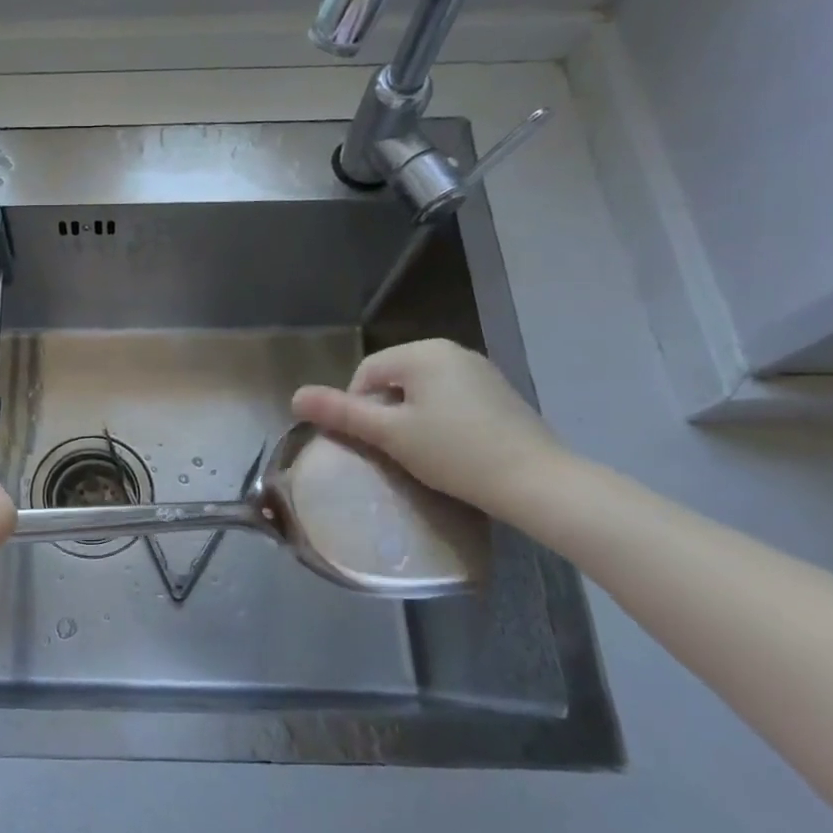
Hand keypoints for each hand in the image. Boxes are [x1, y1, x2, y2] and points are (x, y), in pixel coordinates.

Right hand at [291, 338, 572, 520]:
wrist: (538, 482)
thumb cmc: (455, 453)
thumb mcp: (390, 434)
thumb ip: (341, 413)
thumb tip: (294, 396)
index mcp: (422, 352)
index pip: (366, 373)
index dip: (357, 408)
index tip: (370, 443)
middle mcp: (451, 350)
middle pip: (393, 379)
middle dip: (385, 412)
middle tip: (393, 450)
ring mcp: (479, 370)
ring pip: (422, 390)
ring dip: (410, 417)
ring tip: (420, 452)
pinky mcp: (498, 393)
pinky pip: (450, 398)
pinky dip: (439, 419)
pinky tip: (451, 449)